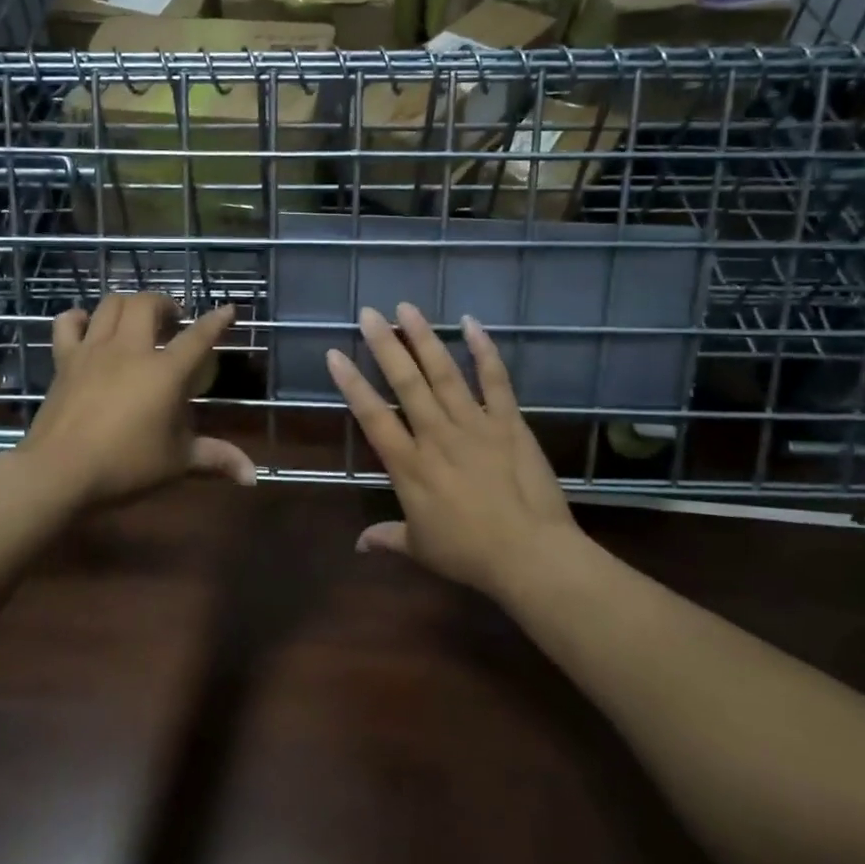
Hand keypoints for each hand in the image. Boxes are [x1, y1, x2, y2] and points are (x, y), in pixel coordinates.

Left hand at [19, 292, 254, 506]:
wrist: (59, 472)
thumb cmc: (126, 466)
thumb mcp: (177, 462)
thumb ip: (216, 458)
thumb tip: (253, 476)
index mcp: (165, 372)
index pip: (198, 336)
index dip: (216, 321)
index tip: (228, 310)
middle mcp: (130, 350)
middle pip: (147, 303)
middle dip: (165, 304)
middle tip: (173, 322)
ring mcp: (93, 351)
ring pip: (111, 305)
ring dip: (129, 305)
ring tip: (137, 320)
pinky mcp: (64, 361)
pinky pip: (68, 323)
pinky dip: (80, 318)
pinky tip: (89, 326)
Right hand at [326, 304, 579, 594]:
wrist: (530, 555)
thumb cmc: (469, 554)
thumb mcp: (421, 548)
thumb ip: (388, 538)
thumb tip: (358, 545)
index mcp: (409, 466)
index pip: (372, 416)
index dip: (352, 384)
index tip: (335, 354)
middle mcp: (436, 435)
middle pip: (405, 383)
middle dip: (384, 345)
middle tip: (369, 313)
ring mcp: (475, 425)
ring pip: (444, 373)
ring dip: (424, 339)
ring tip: (407, 308)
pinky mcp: (509, 423)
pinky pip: (496, 380)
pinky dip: (484, 351)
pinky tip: (471, 323)